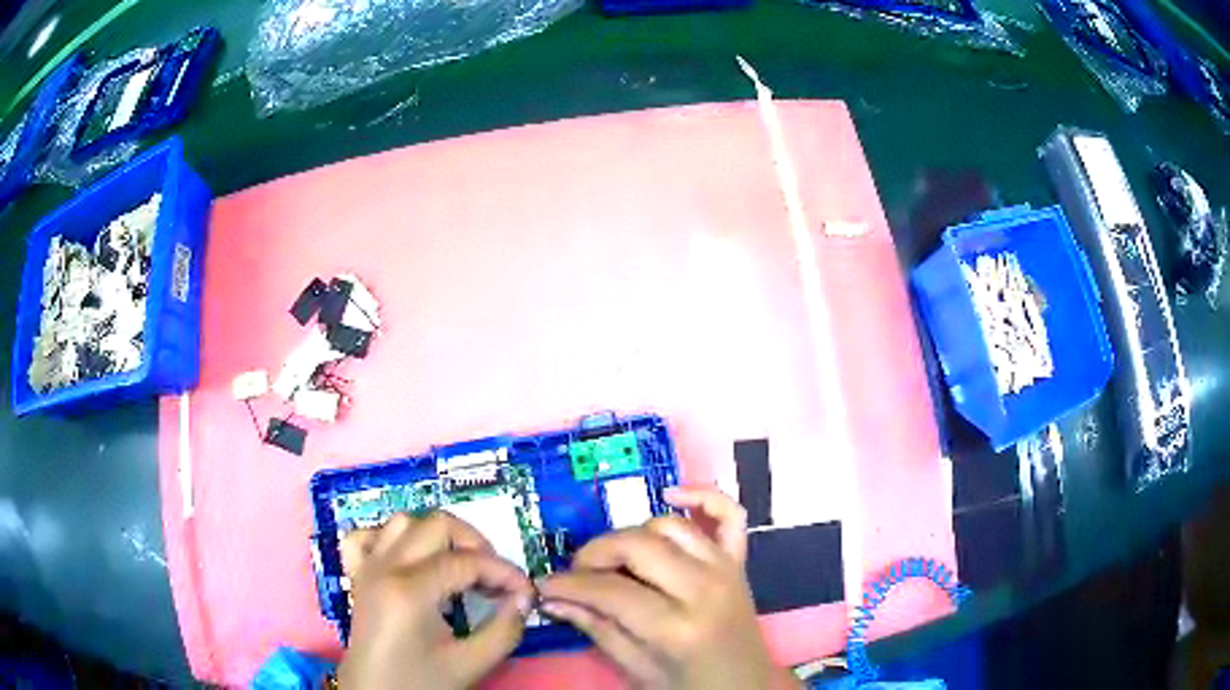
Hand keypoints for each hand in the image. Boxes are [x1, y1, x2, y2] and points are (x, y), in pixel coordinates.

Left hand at [337, 512, 533, 689]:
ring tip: (458, 567)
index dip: (504, 572)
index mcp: (410, 590)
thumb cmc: (420, 682)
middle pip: (436, 525)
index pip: (467, 561)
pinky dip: (392, 539)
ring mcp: (366, 567)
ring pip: (403, 522)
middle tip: (494, 578)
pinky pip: (368, 537)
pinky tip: (411, 560)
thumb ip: (504, 630)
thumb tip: (523, 599)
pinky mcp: (357, 574)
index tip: (525, 593)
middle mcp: (385, 567)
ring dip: (437, 537)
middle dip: (475, 545)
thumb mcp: (470, 665)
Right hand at [539, 486, 797, 689]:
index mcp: (677, 628)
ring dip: (632, 535)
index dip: (569, 584)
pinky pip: (729, 513)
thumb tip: (552, 599)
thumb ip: (596, 630)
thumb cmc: (689, 686)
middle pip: (637, 545)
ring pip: (668, 525)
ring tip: (615, 560)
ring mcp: (726, 569)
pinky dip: (702, 496)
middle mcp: (704, 589)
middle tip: (578, 573)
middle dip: (596, 554)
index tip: (546, 585)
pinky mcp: (739, 560)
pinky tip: (671, 494)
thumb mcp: (637, 670)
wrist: (743, 685)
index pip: (611, 590)